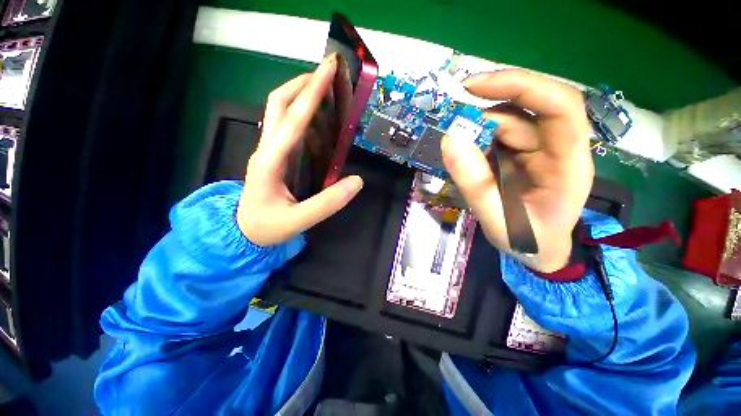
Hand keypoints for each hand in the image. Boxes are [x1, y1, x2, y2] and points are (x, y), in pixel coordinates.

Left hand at [237, 54, 363, 246]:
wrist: (243, 232)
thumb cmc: (267, 227)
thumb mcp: (298, 220)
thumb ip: (328, 203)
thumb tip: (358, 181)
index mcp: (269, 161)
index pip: (292, 119)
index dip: (311, 93)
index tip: (328, 69)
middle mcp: (267, 148)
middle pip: (278, 104)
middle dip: (303, 84)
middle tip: (327, 74)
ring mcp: (269, 150)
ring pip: (280, 112)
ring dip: (302, 95)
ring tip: (327, 91)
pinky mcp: (275, 156)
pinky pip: (288, 128)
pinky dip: (303, 115)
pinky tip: (320, 119)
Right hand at [441, 69, 593, 271]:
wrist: (536, 251)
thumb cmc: (527, 241)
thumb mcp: (498, 219)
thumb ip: (475, 184)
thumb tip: (450, 140)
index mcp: (568, 163)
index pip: (560, 107)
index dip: (522, 87)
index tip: (477, 86)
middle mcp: (557, 147)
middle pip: (528, 108)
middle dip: (489, 101)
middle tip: (451, 106)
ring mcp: (538, 148)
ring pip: (509, 120)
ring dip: (477, 122)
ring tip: (451, 133)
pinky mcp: (521, 153)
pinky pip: (498, 134)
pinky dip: (476, 135)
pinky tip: (461, 146)